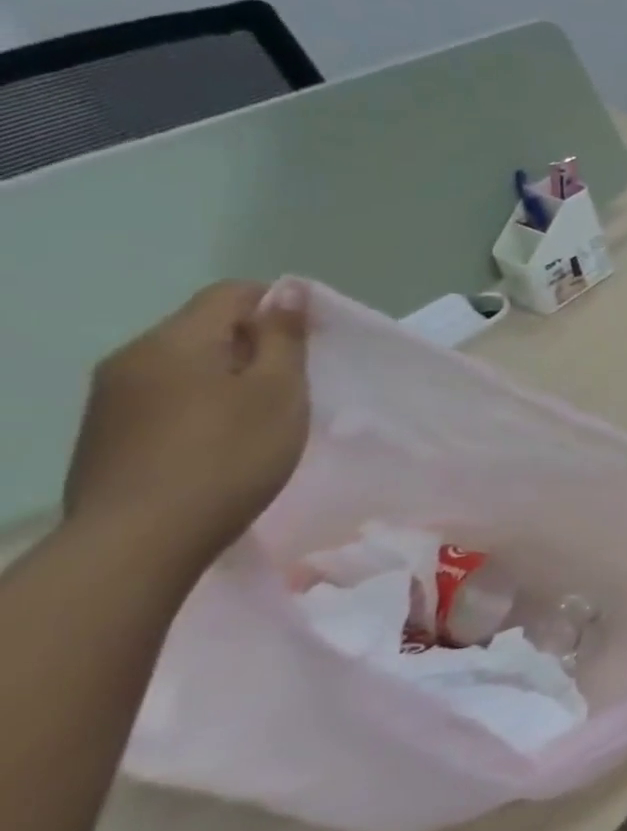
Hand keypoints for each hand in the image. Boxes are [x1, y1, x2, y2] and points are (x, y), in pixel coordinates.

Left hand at [64, 281, 309, 575]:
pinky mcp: (107, 434)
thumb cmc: (229, 456)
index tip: (315, 340)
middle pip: (205, 328)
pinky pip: (166, 398)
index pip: (232, 293)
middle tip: (297, 384)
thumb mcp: (277, 392)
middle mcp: (133, 358)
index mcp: (175, 341)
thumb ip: (282, 338)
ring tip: (264, 416)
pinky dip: (204, 405)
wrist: (140, 540)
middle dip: (255, 345)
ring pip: (186, 365)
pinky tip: (224, 442)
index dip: (280, 305)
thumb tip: (287, 290)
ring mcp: (111, 398)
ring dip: (229, 378)